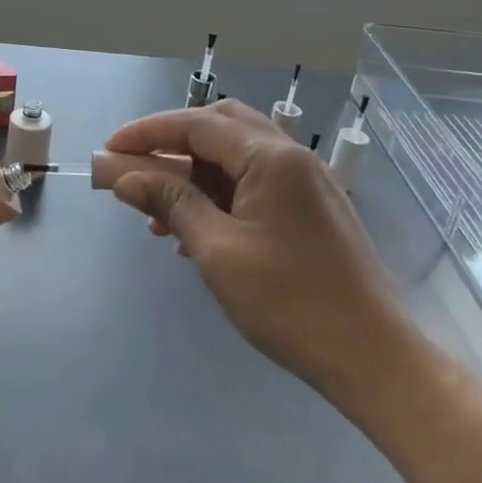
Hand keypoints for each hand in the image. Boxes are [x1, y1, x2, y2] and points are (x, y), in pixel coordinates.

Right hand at [105, 100, 432, 409]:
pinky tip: (193, 230)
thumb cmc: (288, 302)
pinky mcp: (311, 210)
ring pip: (236, 156)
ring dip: (193, 172)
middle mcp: (292, 157)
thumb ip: (170, 202)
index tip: (109, 150)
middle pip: (220, 127)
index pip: (197, 124)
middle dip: (172, 142)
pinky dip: (218, 193)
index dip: (147, 133)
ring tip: (156, 211)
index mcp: (271, 158)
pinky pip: (254, 183)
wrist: (372, 358)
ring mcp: (306, 183)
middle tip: (137, 167)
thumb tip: (124, 177)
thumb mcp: (216, 250)